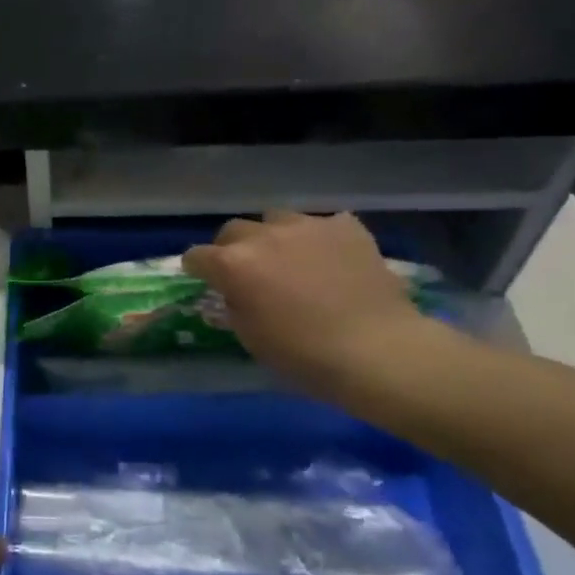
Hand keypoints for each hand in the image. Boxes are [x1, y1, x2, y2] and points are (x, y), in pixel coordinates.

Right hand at [182, 212, 430, 396]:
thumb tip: (235, 291)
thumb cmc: (303, 355)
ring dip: (274, 237)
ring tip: (290, 259)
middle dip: (233, 248)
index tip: (205, 280)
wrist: (377, 350)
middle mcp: (264, 236)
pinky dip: (319, 239)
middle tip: (248, 271)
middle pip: (233, 230)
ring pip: (275, 219)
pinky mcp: (346, 226)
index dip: (198, 269)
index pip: (197, 256)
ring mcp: (306, 226)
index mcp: (234, 265)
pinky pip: (322, 224)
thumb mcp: (250, 338)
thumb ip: (234, 304)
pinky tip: (331, 259)